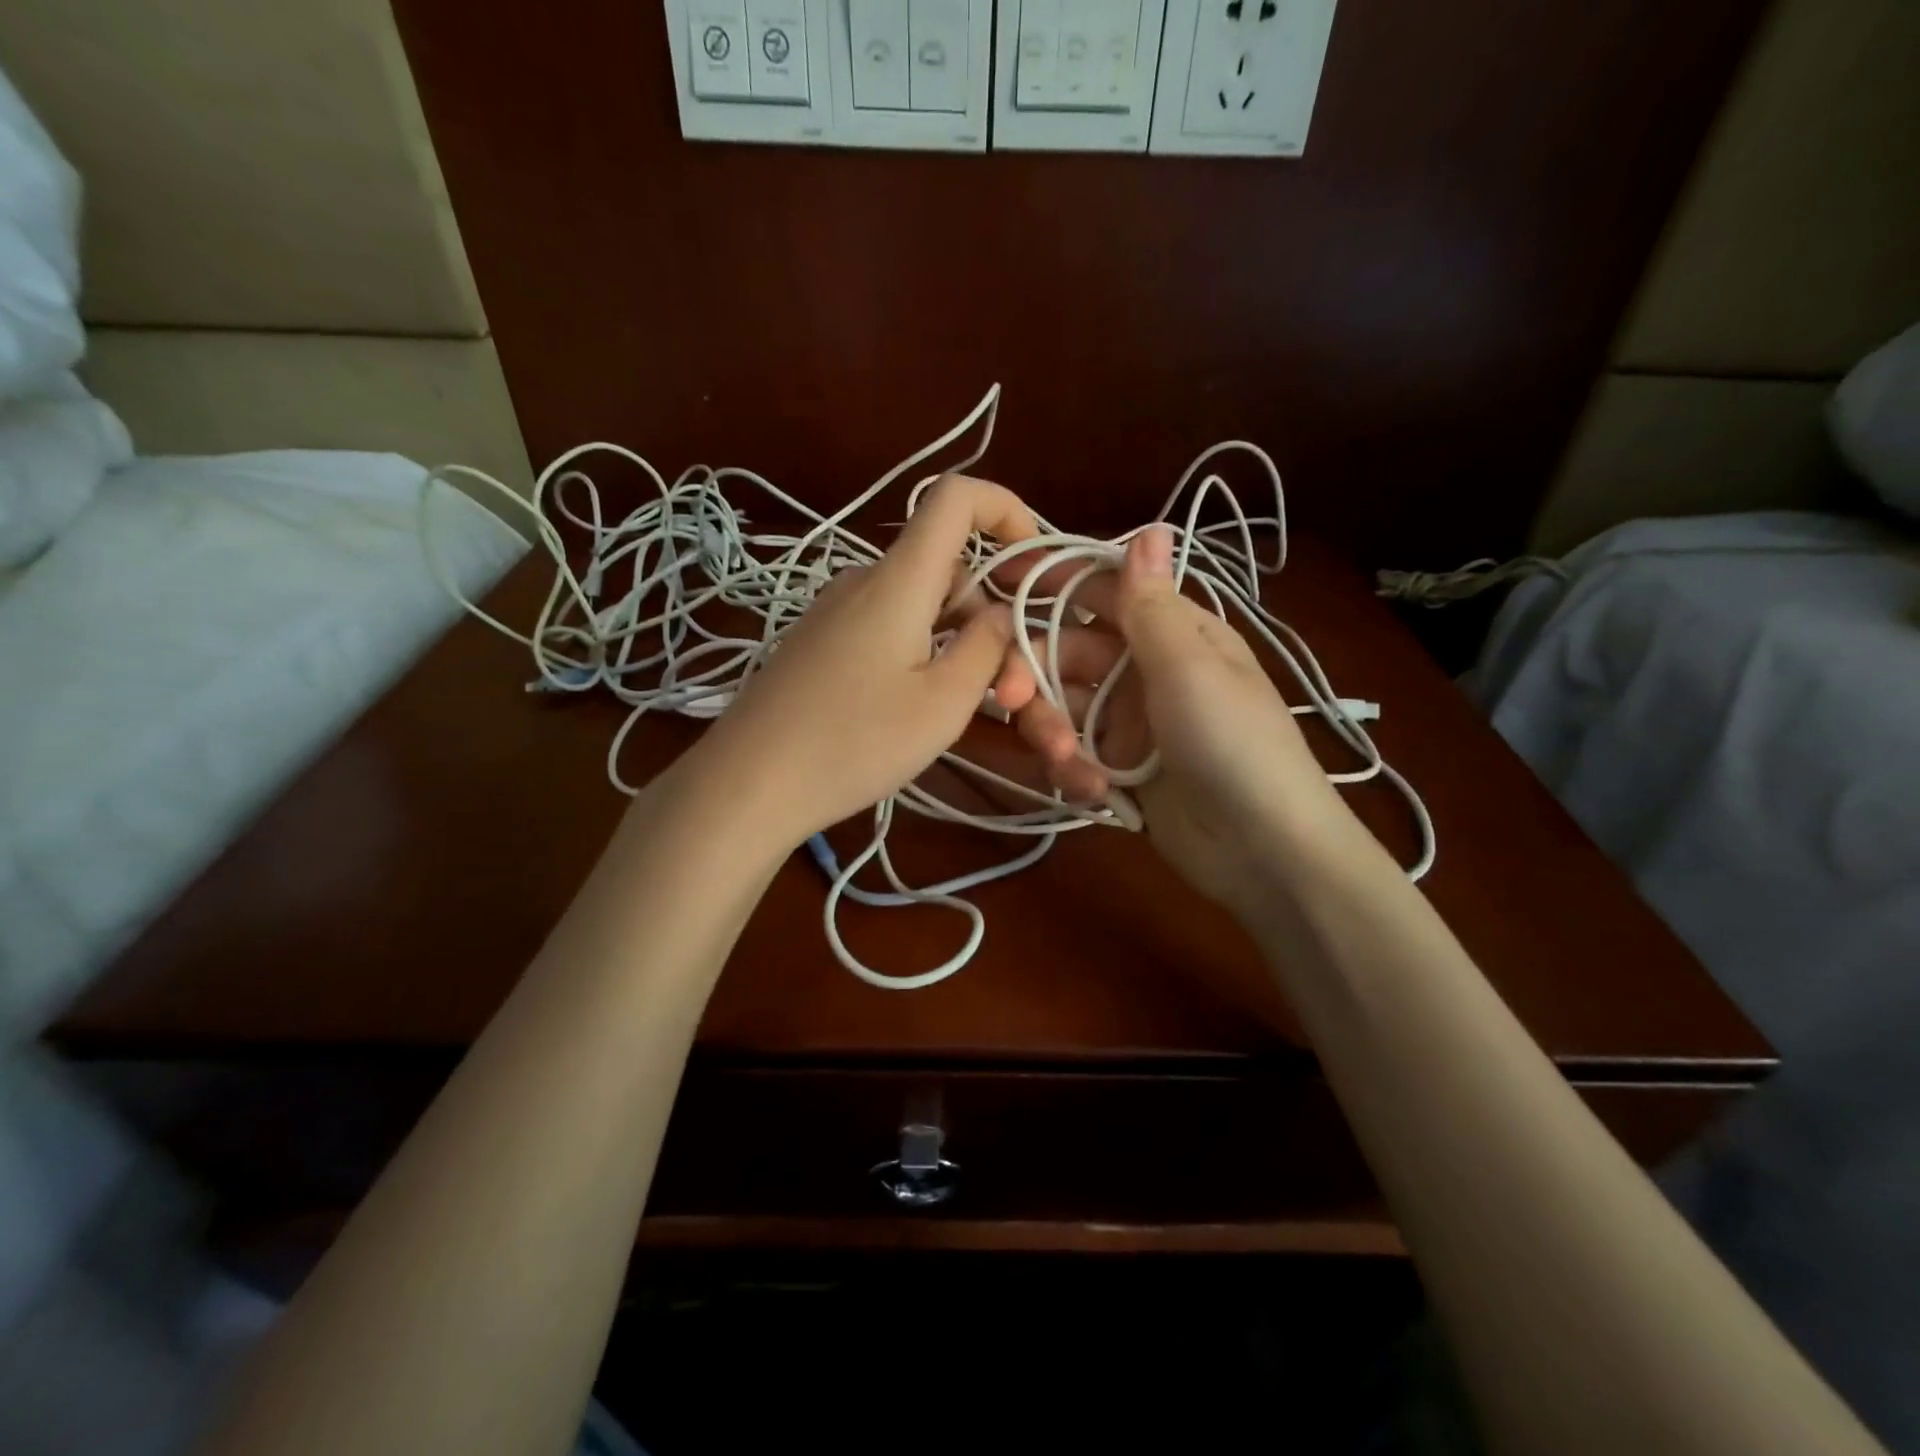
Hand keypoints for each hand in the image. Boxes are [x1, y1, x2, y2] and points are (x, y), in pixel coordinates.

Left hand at [691, 475, 1040, 847]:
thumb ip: (987, 648)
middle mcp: (863, 579)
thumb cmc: (854, 742)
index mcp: (899, 578)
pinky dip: (920, 648)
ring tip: (958, 706)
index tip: (1033, 565)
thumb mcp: (943, 703)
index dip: (1006, 510)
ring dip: (956, 637)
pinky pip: (886, 624)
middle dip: (988, 612)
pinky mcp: (818, 641)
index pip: (956, 496)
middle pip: (946, 564)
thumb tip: (1004, 612)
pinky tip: (912, 706)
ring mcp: (834, 610)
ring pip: (919, 600)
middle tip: (1004, 688)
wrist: (748, 783)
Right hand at [995, 525, 1361, 915]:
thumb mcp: (1189, 667)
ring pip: (1061, 707)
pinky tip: (1094, 791)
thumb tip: (1149, 526)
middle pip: (1065, 653)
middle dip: (1033, 675)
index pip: (1101, 591)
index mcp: (1171, 632)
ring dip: (1052, 731)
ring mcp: (1129, 722)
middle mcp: (1144, 669)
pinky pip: (1074, 754)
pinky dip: (1074, 770)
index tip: (996, 580)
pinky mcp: (1119, 768)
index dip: (1051, 581)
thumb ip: (1150, 605)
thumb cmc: (1233, 743)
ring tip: (1068, 762)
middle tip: (1008, 700)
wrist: (1264, 851)